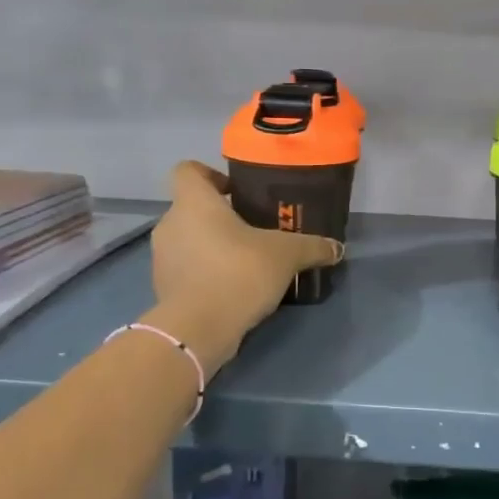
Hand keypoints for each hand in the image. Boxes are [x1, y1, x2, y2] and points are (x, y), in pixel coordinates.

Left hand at [146, 161, 342, 373]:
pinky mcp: (162, 287)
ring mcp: (162, 257)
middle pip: (192, 207)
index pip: (188, 170)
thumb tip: (337, 247)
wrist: (199, 328)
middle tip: (252, 229)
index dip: (210, 174)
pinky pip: (186, 268)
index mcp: (194, 202)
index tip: (235, 190)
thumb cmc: (239, 272)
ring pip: (188, 239)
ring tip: (245, 261)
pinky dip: (204, 272)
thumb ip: (312, 246)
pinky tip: (232, 287)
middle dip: (220, 216)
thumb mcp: (286, 255)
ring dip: (211, 245)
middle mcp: (171, 223)